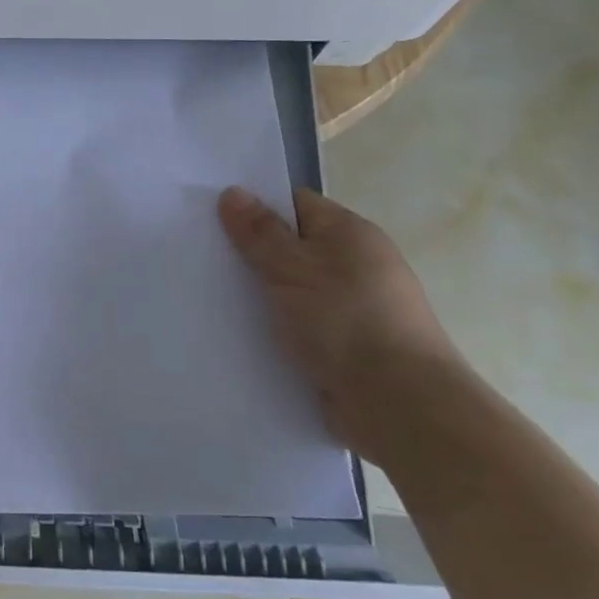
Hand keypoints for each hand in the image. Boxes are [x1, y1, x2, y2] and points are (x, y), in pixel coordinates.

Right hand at [219, 185, 464, 467]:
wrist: (399, 407)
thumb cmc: (346, 322)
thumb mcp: (293, 268)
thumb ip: (260, 232)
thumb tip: (233, 192)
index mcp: (350, 234)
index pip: (294, 204)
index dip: (253, 205)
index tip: (210, 215)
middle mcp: (354, 266)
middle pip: (289, 248)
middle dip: (249, 253)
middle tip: (199, 255)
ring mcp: (350, 309)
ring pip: (290, 291)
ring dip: (258, 296)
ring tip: (206, 295)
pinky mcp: (342, 348)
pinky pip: (297, 326)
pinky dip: (271, 328)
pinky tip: (235, 333)